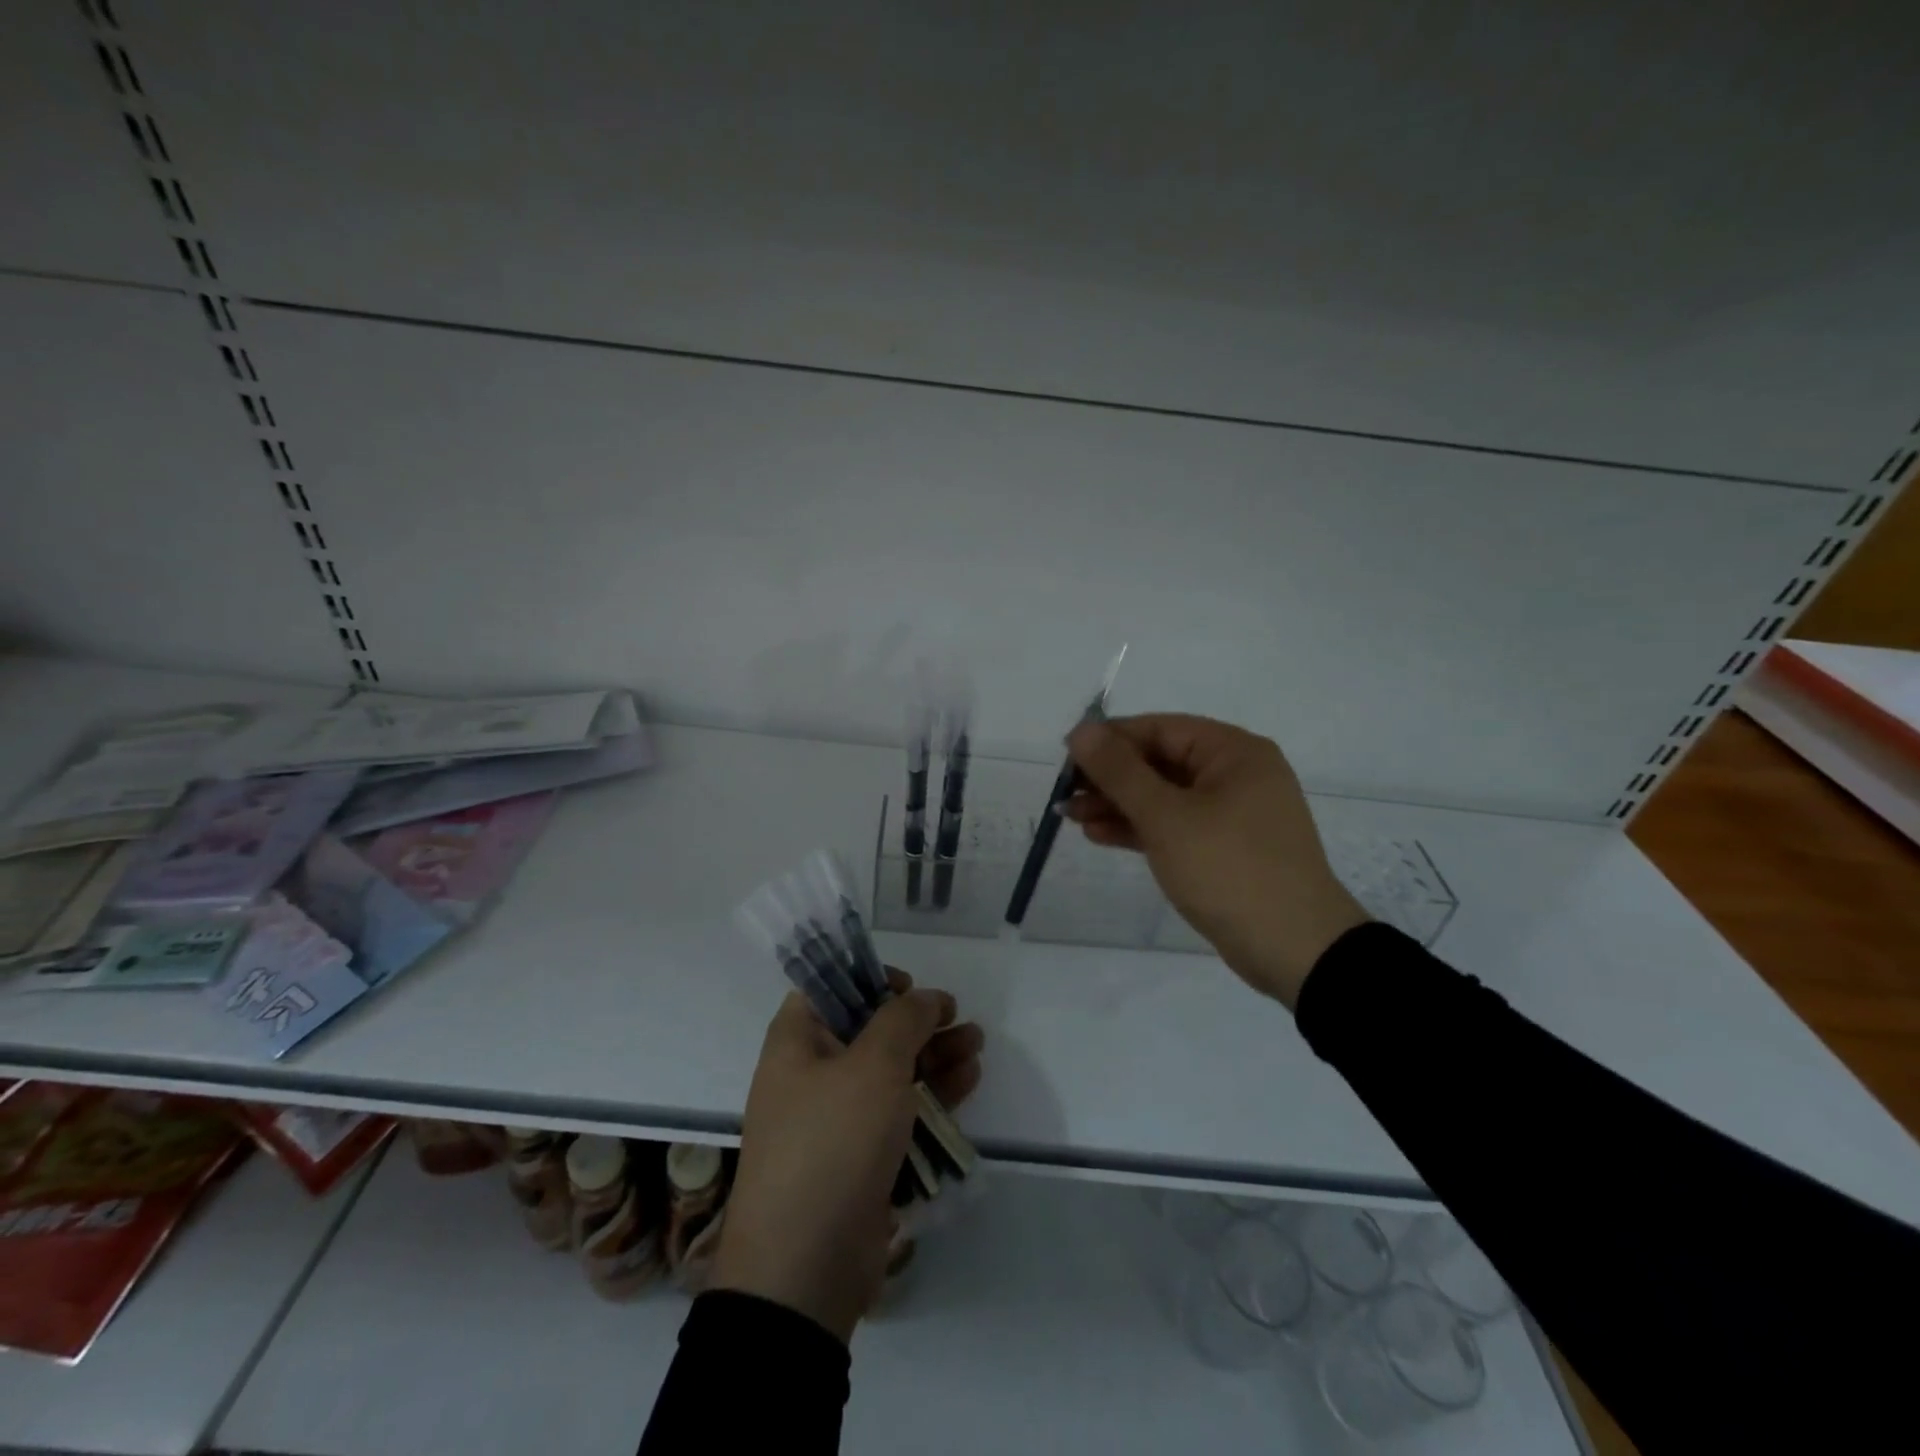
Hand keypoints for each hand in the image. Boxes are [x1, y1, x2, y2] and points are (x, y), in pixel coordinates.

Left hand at [712, 970, 983, 1342]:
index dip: (868, 979)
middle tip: (958, 1015)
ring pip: (891, 1070)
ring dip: (934, 1054)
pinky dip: (931, 1093)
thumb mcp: (873, 1066)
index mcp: (797, 1042)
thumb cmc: (832, 1142)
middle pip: (870, 1029)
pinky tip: (968, 1079)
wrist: (804, 1269)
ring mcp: (837, 1119)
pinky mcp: (861, 1157)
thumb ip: (903, 1020)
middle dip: (917, 1020)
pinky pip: (899, 1111)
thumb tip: (924, 997)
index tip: (908, 986)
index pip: (829, 988)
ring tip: (977, 1043)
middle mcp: (812, 1073)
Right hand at [1064, 713, 1366, 1007]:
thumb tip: (1081, 730)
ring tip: (1071, 817)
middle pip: (1160, 762)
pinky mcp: (1225, 848)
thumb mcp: (1167, 817)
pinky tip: (1100, 836)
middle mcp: (1236, 775)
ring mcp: (1233, 814)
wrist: (1296, 950)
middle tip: (1065, 794)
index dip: (1109, 740)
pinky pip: (1175, 826)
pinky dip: (1140, 829)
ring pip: (1164, 797)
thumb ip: (1120, 772)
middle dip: (1110, 778)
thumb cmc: (1229, 869)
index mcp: (1233, 752)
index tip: (1066, 757)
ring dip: (1118, 805)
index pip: (1159, 729)